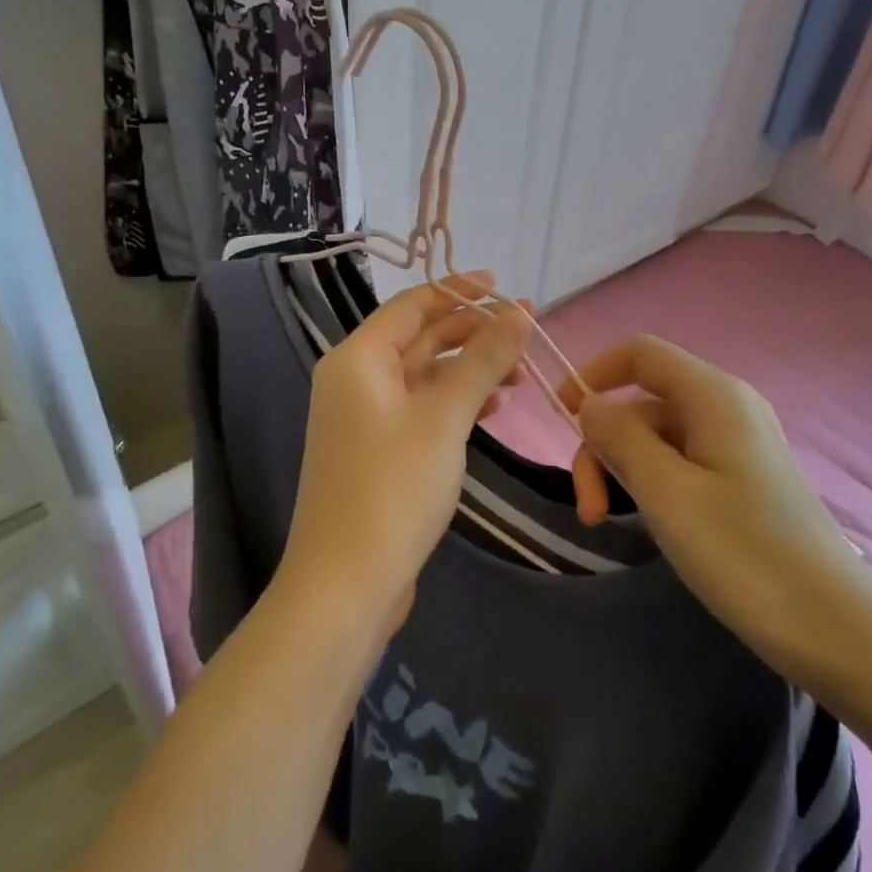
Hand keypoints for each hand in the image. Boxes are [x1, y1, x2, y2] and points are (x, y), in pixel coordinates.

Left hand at [280, 274, 531, 640]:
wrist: (346, 585)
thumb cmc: (392, 489)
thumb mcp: (444, 417)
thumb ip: (482, 360)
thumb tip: (518, 312)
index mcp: (358, 358)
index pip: (412, 305)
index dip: (458, 291)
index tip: (503, 287)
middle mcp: (354, 379)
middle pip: (419, 338)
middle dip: (472, 333)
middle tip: (525, 334)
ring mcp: (364, 417)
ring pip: (423, 375)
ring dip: (469, 370)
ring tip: (519, 375)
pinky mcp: (376, 449)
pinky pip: (420, 408)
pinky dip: (455, 402)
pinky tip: (492, 409)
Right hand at [564, 336, 871, 690]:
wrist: (838, 632)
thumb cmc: (746, 554)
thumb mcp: (667, 493)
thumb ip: (620, 437)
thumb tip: (589, 403)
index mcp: (713, 396)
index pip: (641, 353)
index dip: (594, 372)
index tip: (560, 414)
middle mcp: (727, 408)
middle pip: (643, 402)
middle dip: (604, 444)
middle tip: (588, 508)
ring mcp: (738, 446)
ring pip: (658, 436)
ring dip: (622, 470)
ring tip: (605, 522)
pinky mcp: (743, 482)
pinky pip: (681, 463)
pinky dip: (650, 484)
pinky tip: (644, 523)